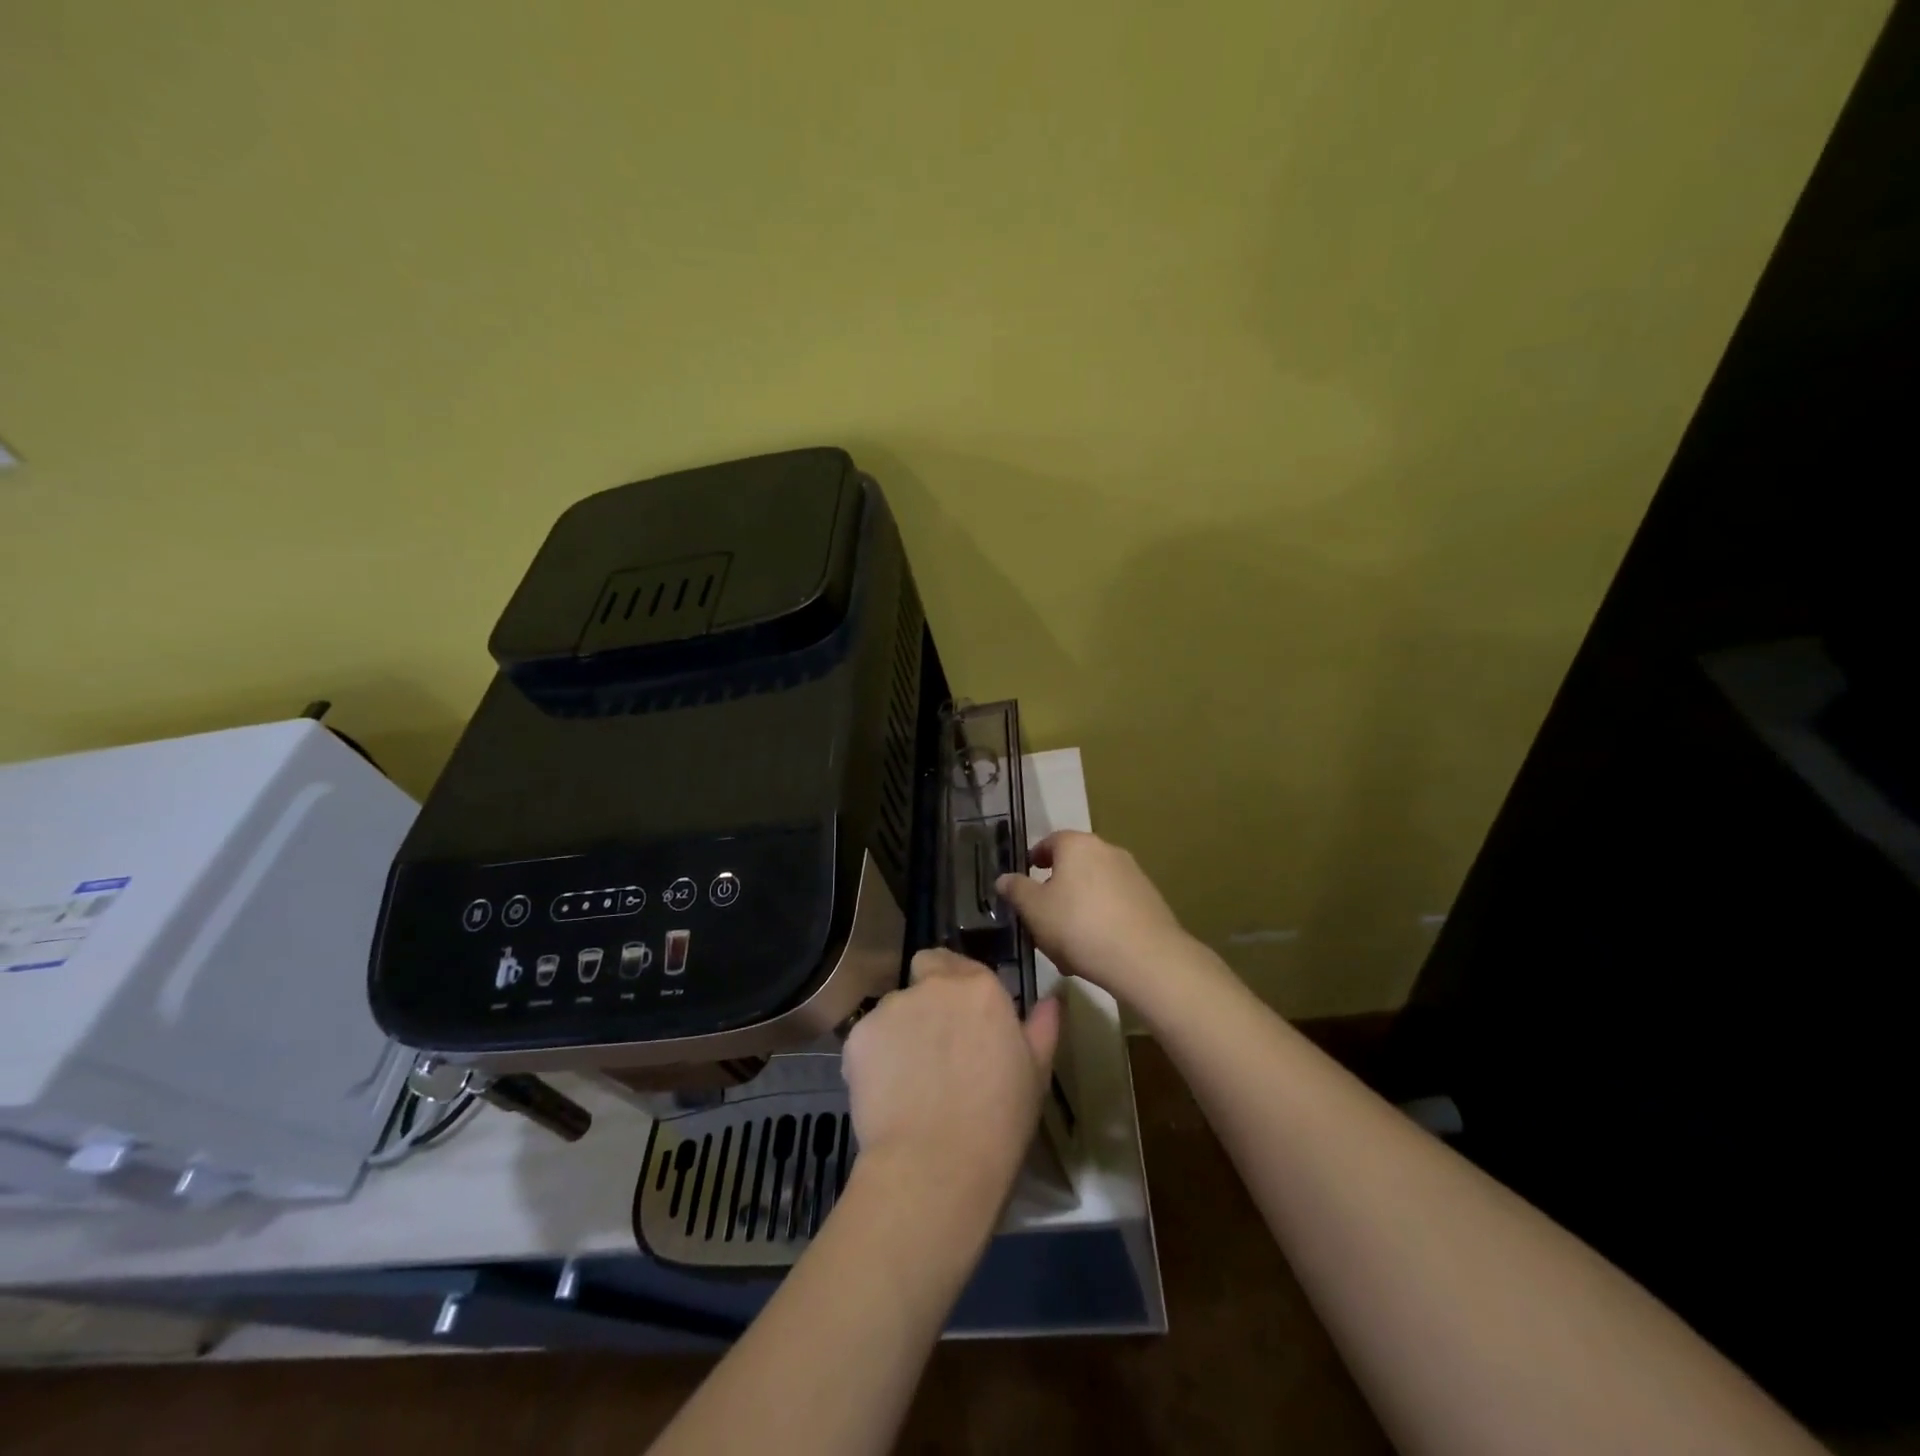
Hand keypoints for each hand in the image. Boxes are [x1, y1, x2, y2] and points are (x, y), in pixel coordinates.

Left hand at [841, 949, 1059, 1214]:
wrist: (936, 1166)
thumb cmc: (998, 1121)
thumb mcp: (1035, 1074)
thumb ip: (1042, 1028)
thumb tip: (1051, 1000)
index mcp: (979, 988)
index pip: (957, 962)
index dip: (957, 985)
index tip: (962, 1017)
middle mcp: (933, 986)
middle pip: (923, 972)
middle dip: (927, 994)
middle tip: (935, 1041)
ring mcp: (891, 1008)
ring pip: (894, 1008)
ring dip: (902, 1028)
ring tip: (910, 1077)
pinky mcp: (858, 1036)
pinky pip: (868, 1038)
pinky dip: (875, 1057)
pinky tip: (887, 1092)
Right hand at [996, 830, 1195, 1009]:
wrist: (1145, 957)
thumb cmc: (1078, 926)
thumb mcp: (1034, 910)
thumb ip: (1016, 890)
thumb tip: (1003, 878)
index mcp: (1077, 845)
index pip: (1050, 842)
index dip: (1035, 858)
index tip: (1026, 876)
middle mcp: (1107, 850)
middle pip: (1074, 863)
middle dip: (1057, 885)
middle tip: (1042, 912)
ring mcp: (1133, 874)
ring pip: (1094, 886)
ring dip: (1079, 904)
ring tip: (1066, 939)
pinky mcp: (1150, 899)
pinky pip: (1115, 903)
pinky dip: (1101, 917)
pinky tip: (1094, 947)